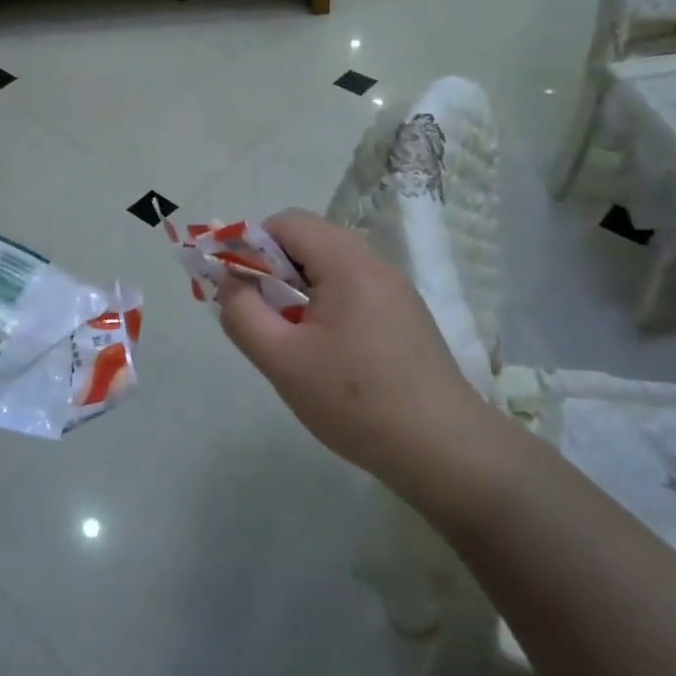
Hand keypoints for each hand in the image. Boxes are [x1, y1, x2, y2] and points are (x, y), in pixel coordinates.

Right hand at [216, 209, 503, 517]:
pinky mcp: (407, 317)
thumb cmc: (355, 401)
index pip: (286, 222)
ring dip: (298, 288)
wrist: (446, 453)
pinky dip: (326, 304)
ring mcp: (396, 291)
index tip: (235, 285)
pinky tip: (325, 351)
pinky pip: (353, 290)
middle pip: (309, 240)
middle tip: (257, 312)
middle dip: (272, 268)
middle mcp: (375, 264)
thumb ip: (242, 313)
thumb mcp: (282, 360)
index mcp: (346, 263)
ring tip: (288, 335)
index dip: (250, 244)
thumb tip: (229, 282)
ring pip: (331, 267)